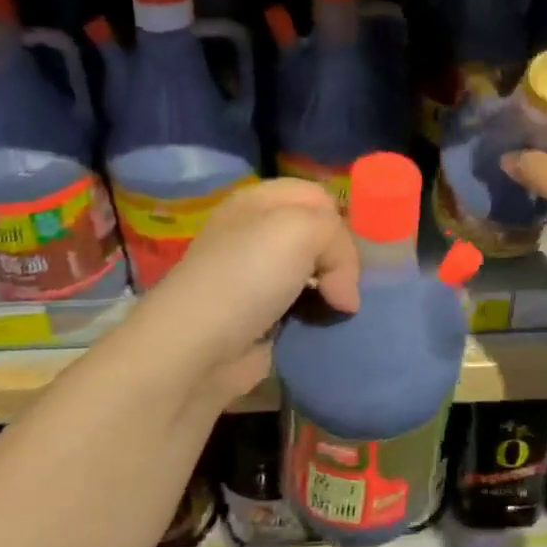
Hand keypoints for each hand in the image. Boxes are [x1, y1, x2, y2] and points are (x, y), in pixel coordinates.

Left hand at [137, 179, 360, 406]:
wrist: (196, 349)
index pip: (318, 196)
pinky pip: (304, 309)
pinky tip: (325, 328)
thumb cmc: (247, 275)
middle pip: (318, 236)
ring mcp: (256, 278)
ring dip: (332, 292)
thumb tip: (344, 293)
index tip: (350, 253)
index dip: (339, 220)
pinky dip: (318, 319)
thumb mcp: (303, 230)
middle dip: (339, 259)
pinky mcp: (260, 318)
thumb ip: (339, 241)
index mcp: (258, 201)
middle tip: (344, 287)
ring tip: (341, 311)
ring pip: (314, 275)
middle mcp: (256, 234)